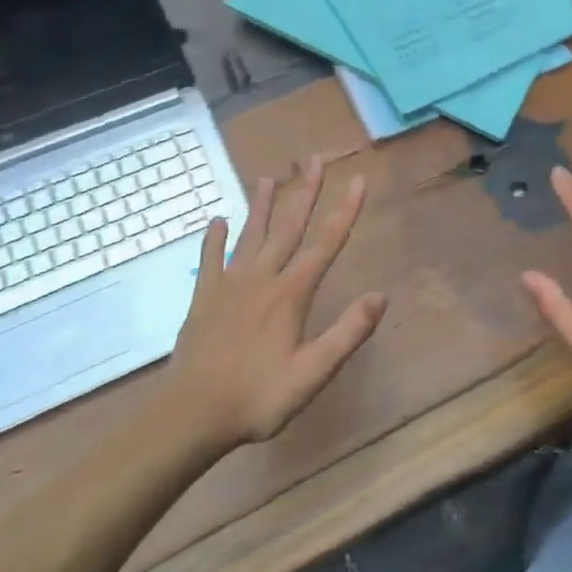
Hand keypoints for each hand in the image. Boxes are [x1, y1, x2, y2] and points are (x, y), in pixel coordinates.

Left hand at [167, 154, 387, 447]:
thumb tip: (380, 295)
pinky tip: (216, 220)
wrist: (191, 414)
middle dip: (305, 191)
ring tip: (268, 176)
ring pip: (250, 235)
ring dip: (262, 205)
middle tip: (314, 158)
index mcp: (291, 294)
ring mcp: (229, 286)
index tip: (358, 180)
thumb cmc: (258, 397)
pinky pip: (210, 259)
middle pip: (289, 227)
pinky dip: (214, 238)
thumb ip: (347, 332)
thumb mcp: (313, 372)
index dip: (345, 211)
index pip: (326, 243)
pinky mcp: (204, 299)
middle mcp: (262, 279)